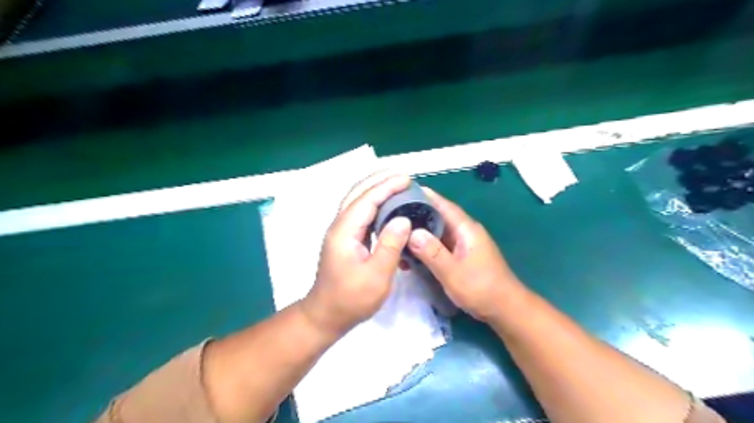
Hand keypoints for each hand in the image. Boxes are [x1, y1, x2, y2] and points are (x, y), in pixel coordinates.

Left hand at [303, 173, 411, 335]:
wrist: (326, 314)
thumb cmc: (352, 299)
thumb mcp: (376, 276)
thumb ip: (390, 246)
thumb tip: (403, 219)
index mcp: (344, 231)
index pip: (367, 200)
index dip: (387, 187)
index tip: (407, 179)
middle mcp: (339, 226)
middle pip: (357, 193)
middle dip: (379, 180)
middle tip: (403, 176)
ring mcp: (340, 231)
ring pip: (356, 201)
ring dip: (375, 189)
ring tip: (396, 184)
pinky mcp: (345, 238)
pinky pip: (359, 212)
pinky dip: (373, 202)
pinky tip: (386, 205)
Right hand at [407, 187, 524, 322]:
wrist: (504, 309)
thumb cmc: (481, 288)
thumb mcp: (453, 272)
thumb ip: (432, 252)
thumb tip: (411, 231)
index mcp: (466, 229)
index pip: (444, 205)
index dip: (425, 196)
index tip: (403, 190)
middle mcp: (464, 232)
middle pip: (438, 217)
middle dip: (416, 214)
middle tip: (391, 213)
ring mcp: (462, 245)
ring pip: (437, 233)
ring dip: (419, 233)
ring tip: (396, 234)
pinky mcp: (460, 257)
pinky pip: (439, 246)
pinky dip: (425, 247)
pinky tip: (410, 254)